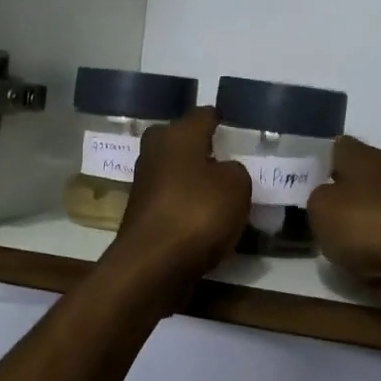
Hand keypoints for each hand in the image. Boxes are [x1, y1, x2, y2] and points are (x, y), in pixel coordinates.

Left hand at [101, 108, 249, 307]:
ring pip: (177, 171)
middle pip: (184, 141)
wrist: (153, 265)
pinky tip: (207, 218)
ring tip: (224, 190)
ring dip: (195, 178)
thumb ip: (235, 171)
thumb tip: (223, 172)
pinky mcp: (143, 214)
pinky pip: (174, 200)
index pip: (203, 115)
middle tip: (231, 159)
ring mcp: (145, 184)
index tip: (234, 124)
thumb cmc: (197, 212)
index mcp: (177, 134)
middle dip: (204, 147)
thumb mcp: (237, 185)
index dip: (220, 118)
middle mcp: (155, 151)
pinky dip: (188, 205)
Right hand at [308, 136, 380, 348]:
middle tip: (292, 210)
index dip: (310, 158)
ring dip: (341, 226)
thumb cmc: (368, 225)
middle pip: (346, 181)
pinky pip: (371, 244)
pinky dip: (359, 252)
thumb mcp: (320, 206)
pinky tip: (341, 261)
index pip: (332, 146)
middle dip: (323, 194)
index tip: (288, 176)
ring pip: (358, 213)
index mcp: (364, 157)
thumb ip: (311, 197)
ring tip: (311, 239)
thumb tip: (319, 199)